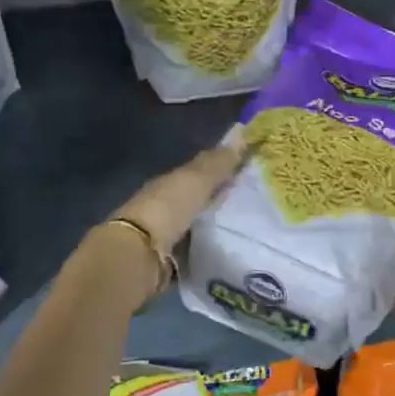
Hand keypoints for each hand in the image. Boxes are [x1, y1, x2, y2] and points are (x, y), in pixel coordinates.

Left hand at [96, 133, 247, 302]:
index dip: (222, 168)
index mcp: (170, 182)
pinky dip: (210, 247)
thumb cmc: (167, 209)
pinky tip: (230, 249)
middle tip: (256, 200)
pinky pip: (197, 248)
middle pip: (198, 198)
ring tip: (248, 227)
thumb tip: (241, 134)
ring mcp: (166, 234)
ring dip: (216, 224)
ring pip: (198, 224)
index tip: (249, 169)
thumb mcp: (195, 181)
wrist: (138, 256)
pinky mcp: (170, 261)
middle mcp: (166, 205)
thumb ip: (218, 163)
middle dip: (221, 197)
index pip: (199, 171)